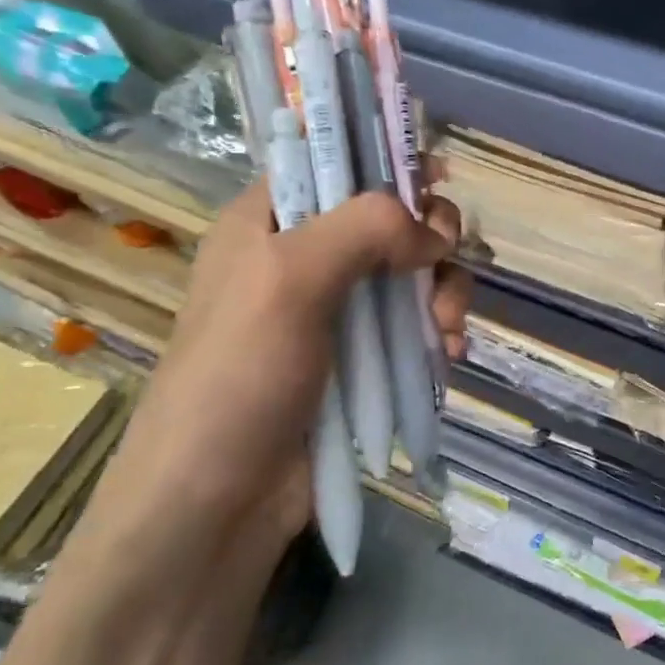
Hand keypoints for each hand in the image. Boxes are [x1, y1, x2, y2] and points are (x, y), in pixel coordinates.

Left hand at [78, 182, 469, 568]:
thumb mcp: (288, 282)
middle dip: (430, 237)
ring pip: (415, 271)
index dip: (386, 156)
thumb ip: (364, 229)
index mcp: (271, 221)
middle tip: (442, 261)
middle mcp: (306, 256)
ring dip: (443, 292)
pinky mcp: (364, 358)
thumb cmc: (237, 379)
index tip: (435, 174)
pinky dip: (439, 331)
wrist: (217, 509)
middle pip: (391, 216)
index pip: (333, 159)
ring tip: (444, 332)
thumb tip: (434, 231)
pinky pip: (418, 323)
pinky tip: (447, 354)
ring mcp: (338, 311)